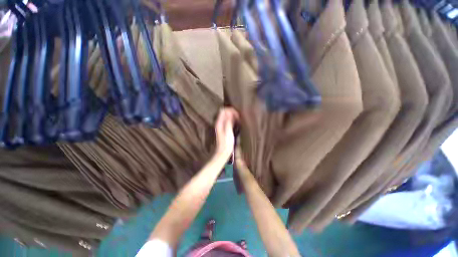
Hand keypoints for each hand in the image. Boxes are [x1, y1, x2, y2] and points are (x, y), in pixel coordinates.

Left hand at [214, 108, 238, 159]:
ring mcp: (221, 126)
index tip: (237, 114)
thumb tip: (230, 113)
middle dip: (232, 112)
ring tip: (239, 120)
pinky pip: (228, 120)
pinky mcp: (224, 129)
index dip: (230, 110)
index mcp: (219, 123)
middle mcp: (219, 123)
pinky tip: (237, 123)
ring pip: (226, 116)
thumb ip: (228, 122)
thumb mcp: (228, 132)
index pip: (223, 110)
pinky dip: (232, 120)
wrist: (223, 152)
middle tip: (239, 117)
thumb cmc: (226, 143)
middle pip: (225, 112)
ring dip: (233, 116)